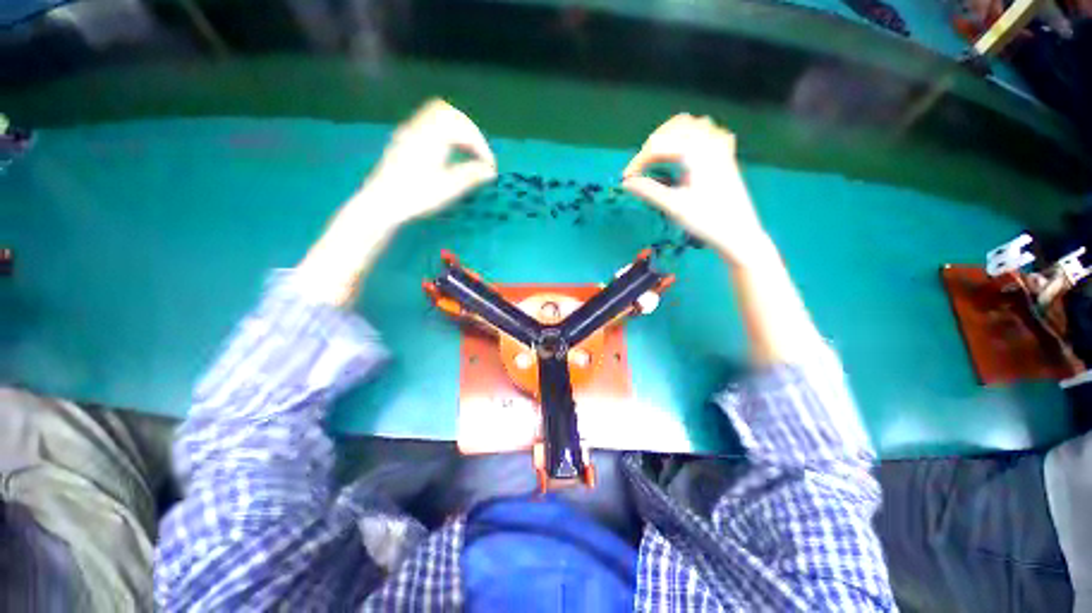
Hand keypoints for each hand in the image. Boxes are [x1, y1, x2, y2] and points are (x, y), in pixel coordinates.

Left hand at [361, 98, 497, 227]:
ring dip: (457, 129)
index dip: (481, 146)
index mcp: (432, 137)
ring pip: (437, 115)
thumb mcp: (447, 189)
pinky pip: (428, 123)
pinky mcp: (404, 139)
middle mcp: (419, 128)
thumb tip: (490, 171)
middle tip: (480, 154)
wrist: (382, 203)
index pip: (463, 129)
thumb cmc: (415, 197)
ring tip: (467, 152)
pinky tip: (449, 152)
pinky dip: (445, 132)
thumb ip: (471, 176)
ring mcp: (409, 132)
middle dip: (470, 132)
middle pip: (450, 114)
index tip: (490, 166)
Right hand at [621, 114, 774, 267]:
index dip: (638, 161)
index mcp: (696, 152)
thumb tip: (626, 184)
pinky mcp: (725, 154)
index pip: (658, 145)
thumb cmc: (707, 220)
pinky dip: (690, 136)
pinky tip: (684, 150)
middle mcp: (709, 141)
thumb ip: (649, 191)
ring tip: (657, 156)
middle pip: (674, 128)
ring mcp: (720, 146)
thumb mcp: (674, 206)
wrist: (738, 233)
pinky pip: (707, 132)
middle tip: (640, 168)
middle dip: (652, 145)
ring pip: (691, 125)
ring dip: (670, 136)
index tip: (625, 179)